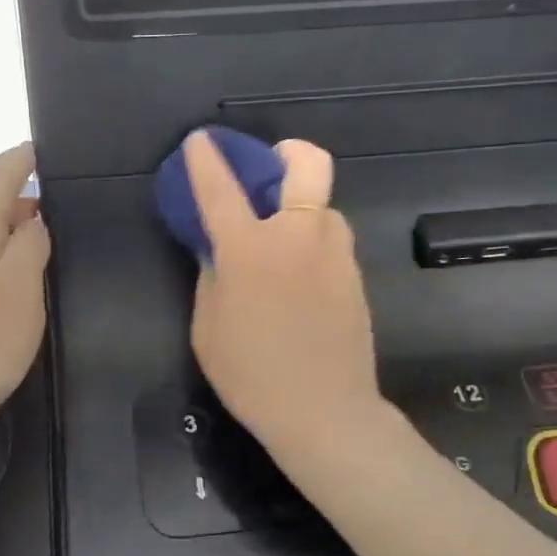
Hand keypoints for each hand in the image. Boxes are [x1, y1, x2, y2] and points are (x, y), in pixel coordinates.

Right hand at [185, 132, 381, 460]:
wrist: (324, 414)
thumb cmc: (251, 376)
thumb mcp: (208, 328)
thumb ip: (211, 276)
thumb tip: (216, 249)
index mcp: (250, 249)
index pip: (221, 188)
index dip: (206, 159)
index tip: (200, 141)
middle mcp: (298, 236)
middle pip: (308, 163)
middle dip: (287, 152)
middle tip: (269, 171)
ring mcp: (335, 253)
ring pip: (324, 204)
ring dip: (302, 207)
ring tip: (282, 240)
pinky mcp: (356, 275)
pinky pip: (333, 240)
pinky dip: (314, 241)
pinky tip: (301, 278)